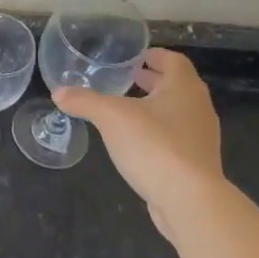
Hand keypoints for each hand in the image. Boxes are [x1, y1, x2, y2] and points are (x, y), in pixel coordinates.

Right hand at [53, 49, 222, 230]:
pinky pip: (177, 138)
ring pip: (178, 113)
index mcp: (184, 88)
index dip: (154, 55)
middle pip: (177, 86)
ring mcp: (201, 138)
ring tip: (127, 110)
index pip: (174, 60)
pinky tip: (136, 143)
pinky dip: (158, 132)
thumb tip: (58, 93)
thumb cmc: (154, 146)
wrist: (190, 201)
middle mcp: (198, 108)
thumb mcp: (111, 117)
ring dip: (155, 107)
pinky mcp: (197, 164)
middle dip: (153, 81)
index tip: (134, 58)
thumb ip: (85, 101)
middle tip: (127, 79)